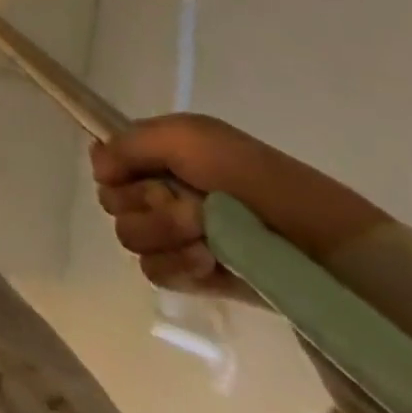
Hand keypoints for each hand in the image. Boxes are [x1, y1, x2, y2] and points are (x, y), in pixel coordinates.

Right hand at [91, 114, 388, 293]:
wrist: (313, 238)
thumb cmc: (248, 175)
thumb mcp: (185, 135)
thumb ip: (128, 142)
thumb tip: (98, 168)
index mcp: (155, 157)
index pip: (104, 164)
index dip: (115, 171)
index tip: (140, 174)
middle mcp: (157, 193)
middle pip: (112, 202)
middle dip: (145, 203)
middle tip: (186, 204)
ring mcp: (174, 238)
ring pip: (129, 237)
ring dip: (164, 234)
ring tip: (205, 235)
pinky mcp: (193, 277)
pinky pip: (154, 272)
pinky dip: (177, 265)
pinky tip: (207, 261)